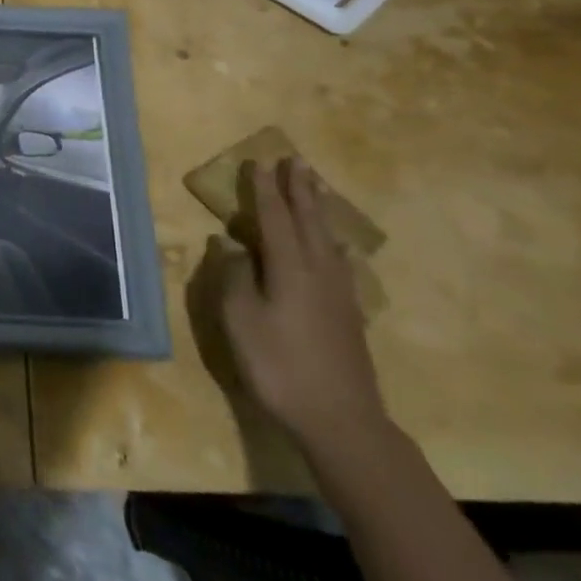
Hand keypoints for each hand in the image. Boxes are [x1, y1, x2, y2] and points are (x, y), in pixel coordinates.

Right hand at [208, 157, 386, 455]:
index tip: (258, 161)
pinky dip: (335, 244)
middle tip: (296, 161)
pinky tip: (340, 248)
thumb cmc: (279, 365)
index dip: (265, 190)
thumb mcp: (240, 320)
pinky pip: (340, 262)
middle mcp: (318, 271)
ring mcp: (339, 293)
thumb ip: (234, 276)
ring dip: (318, 209)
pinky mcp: (348, 314)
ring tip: (317, 188)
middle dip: (299, 190)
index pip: (274, 217)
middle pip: (308, 220)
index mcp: (289, 267)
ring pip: (327, 238)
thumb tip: (232, 244)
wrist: (341, 420)